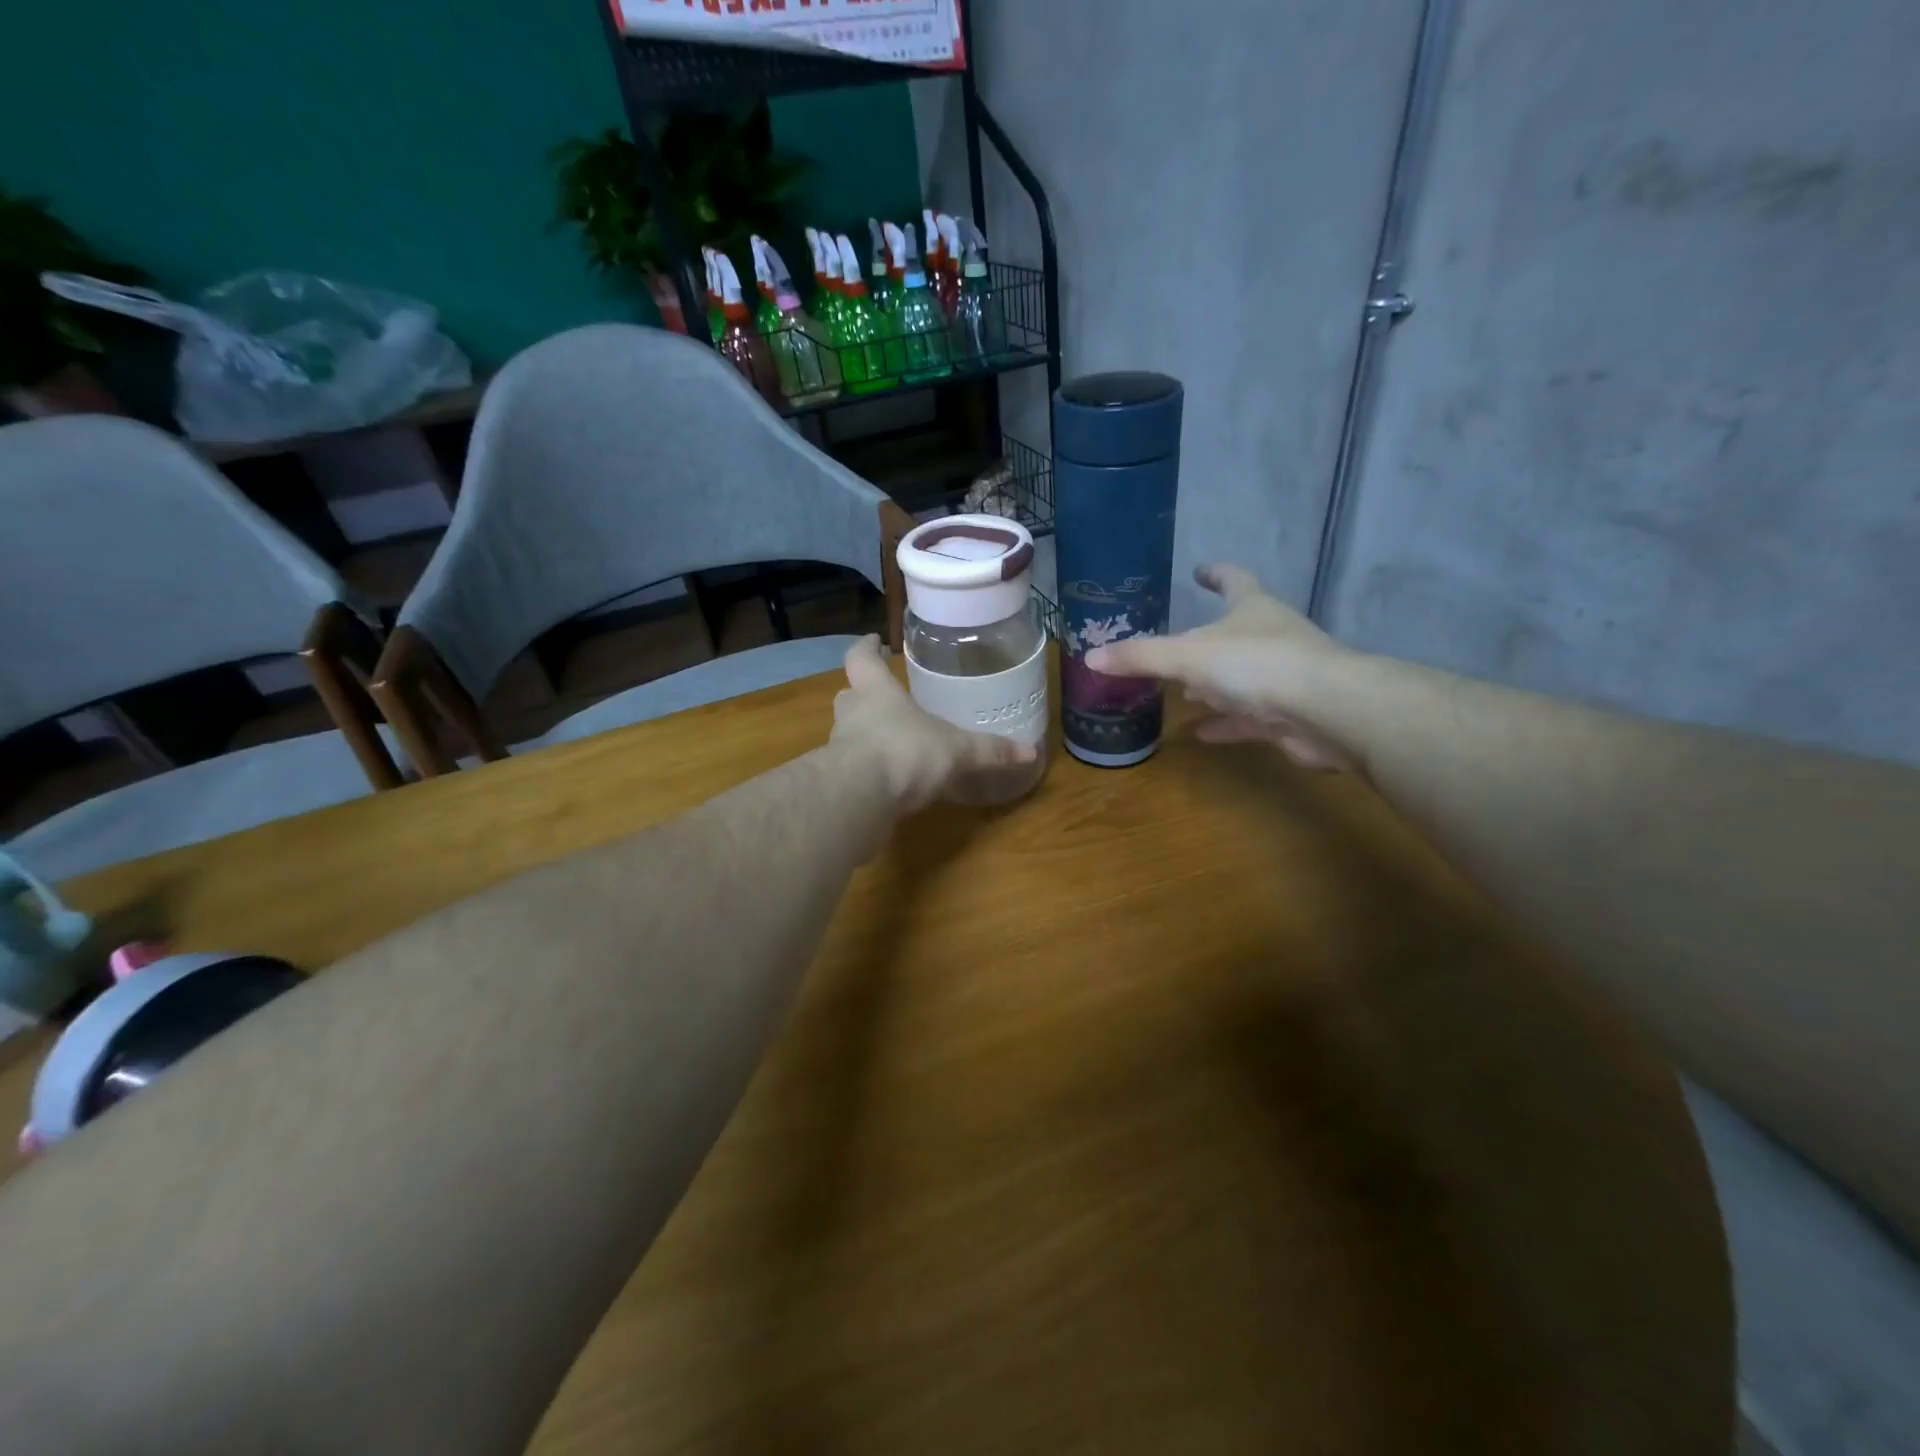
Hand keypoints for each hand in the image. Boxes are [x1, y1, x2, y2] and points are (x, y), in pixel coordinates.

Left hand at [831, 636, 1035, 810]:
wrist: (860, 797)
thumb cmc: (906, 752)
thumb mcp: (957, 750)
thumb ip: (989, 750)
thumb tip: (1031, 750)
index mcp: (877, 692)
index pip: (861, 658)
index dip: (867, 648)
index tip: (873, 640)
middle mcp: (853, 714)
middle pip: (850, 695)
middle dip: (864, 695)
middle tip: (884, 698)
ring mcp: (838, 748)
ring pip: (848, 732)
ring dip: (864, 734)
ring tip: (890, 743)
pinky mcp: (838, 782)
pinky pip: (851, 768)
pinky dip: (866, 770)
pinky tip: (887, 781)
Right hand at [1085, 564, 1360, 771]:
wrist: (1326, 712)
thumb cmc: (1257, 665)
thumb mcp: (1187, 656)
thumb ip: (1141, 657)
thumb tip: (1091, 656)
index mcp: (1251, 609)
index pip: (1233, 579)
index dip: (1215, 573)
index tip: (1199, 569)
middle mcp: (1270, 636)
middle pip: (1236, 631)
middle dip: (1207, 638)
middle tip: (1177, 645)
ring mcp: (1283, 676)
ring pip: (1241, 677)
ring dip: (1214, 684)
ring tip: (1184, 693)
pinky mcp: (1287, 715)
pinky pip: (1248, 717)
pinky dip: (1225, 723)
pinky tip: (1201, 733)